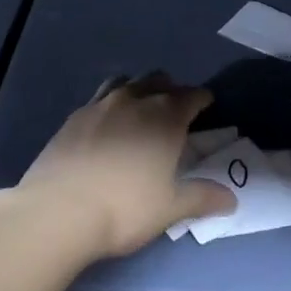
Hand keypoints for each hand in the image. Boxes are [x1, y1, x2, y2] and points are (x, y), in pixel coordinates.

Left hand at [14, 73, 237, 258]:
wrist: (58, 210)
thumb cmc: (124, 209)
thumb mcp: (169, 209)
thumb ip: (201, 198)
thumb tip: (231, 199)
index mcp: (165, 118)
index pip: (191, 96)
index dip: (202, 99)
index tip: (207, 104)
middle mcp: (135, 101)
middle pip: (158, 80)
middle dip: (171, 89)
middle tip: (175, 108)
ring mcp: (100, 104)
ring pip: (127, 82)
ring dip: (139, 88)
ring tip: (141, 107)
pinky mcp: (74, 116)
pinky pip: (100, 97)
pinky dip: (110, 102)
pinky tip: (107, 123)